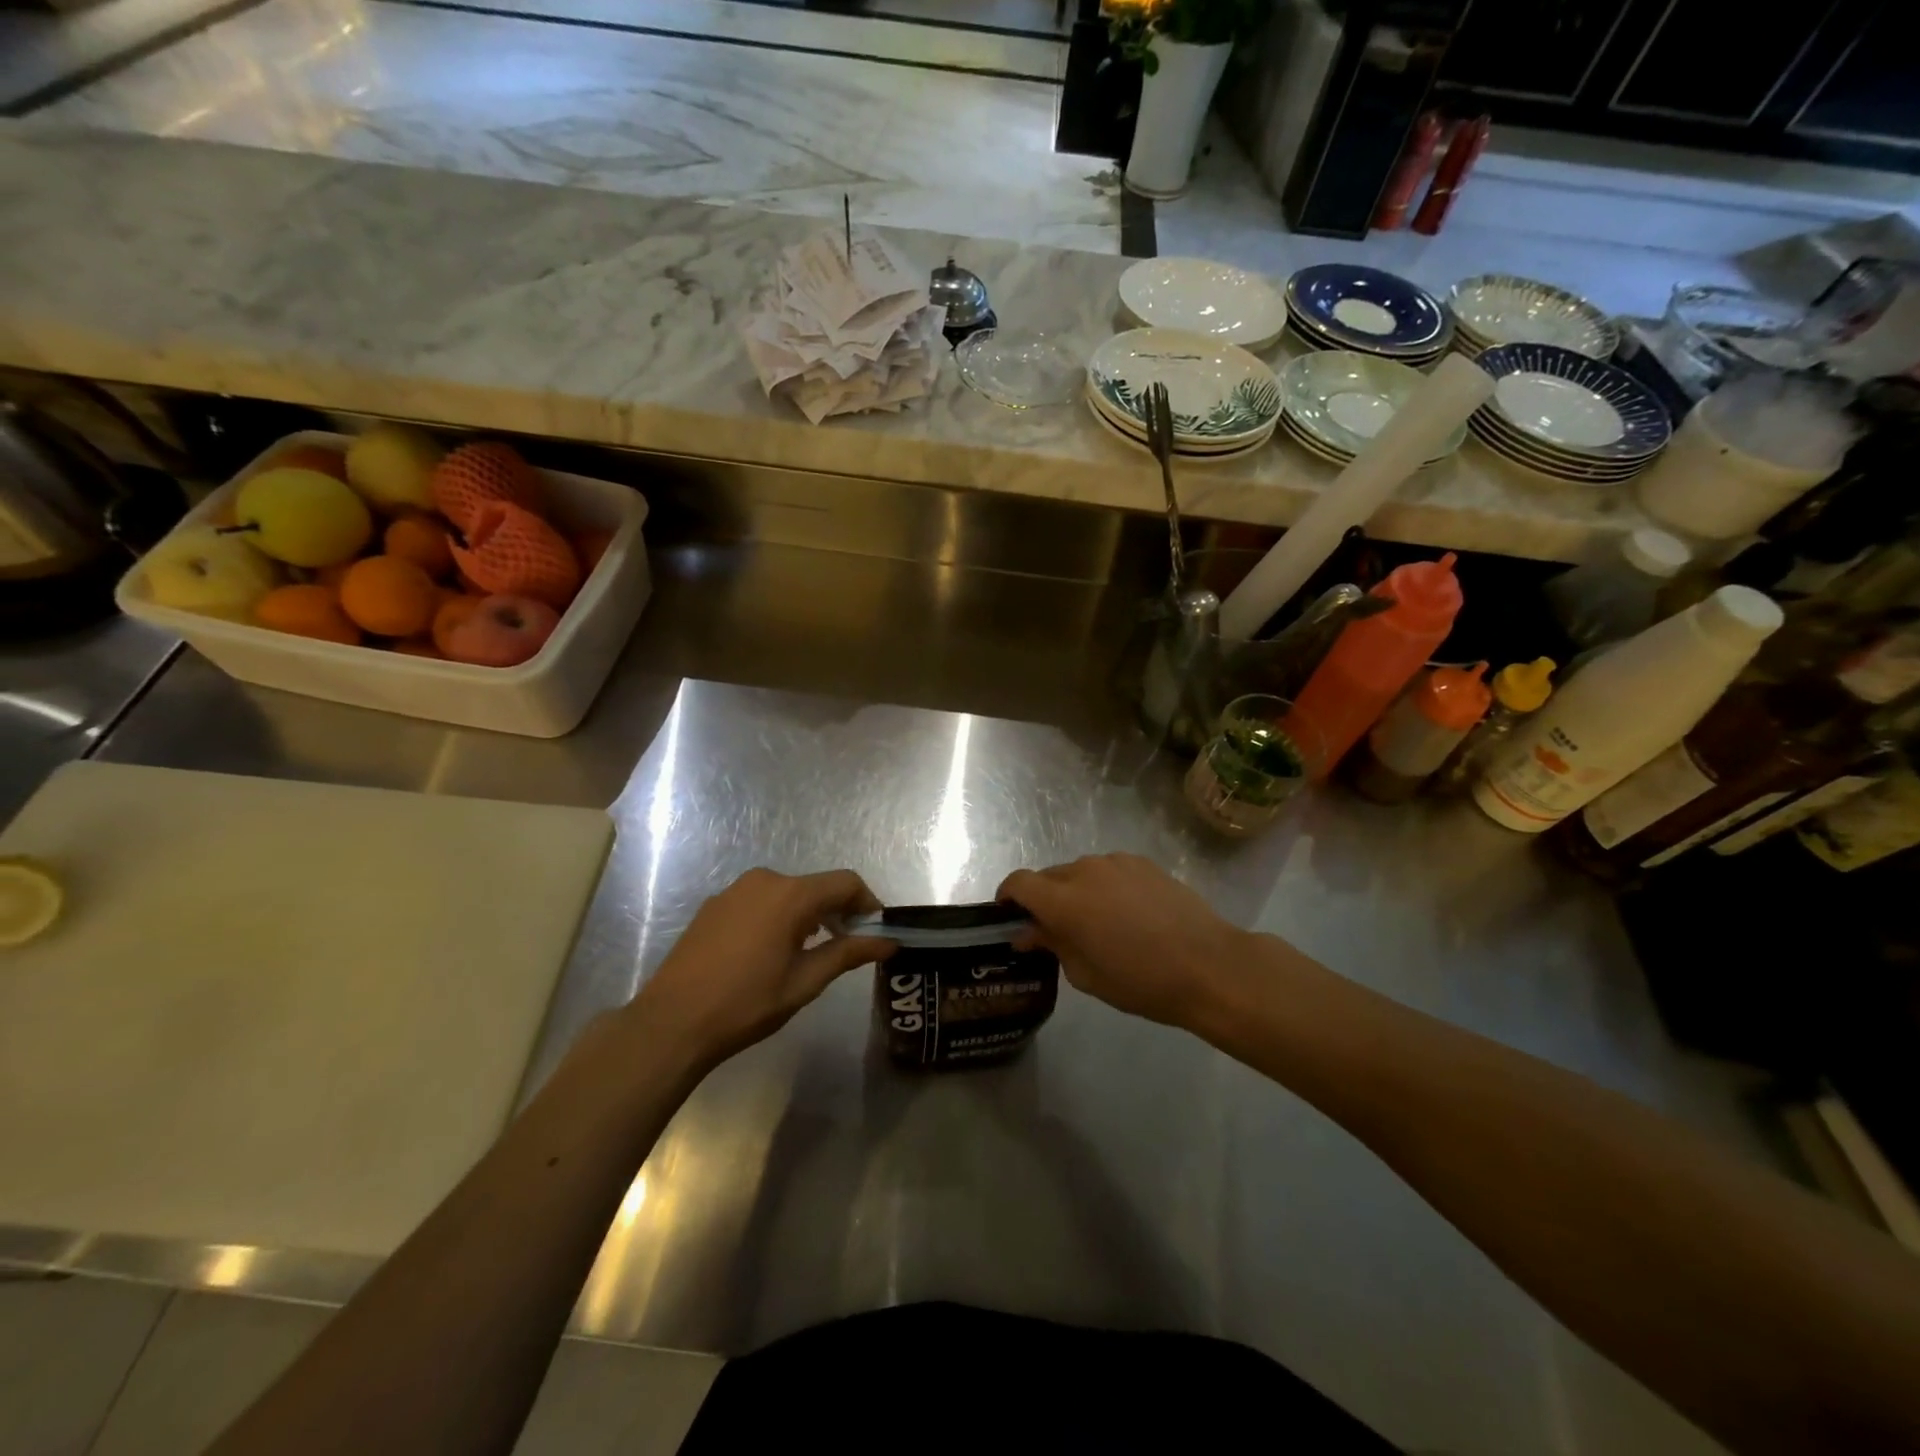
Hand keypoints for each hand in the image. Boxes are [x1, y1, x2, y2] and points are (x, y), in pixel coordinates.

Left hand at [629, 868, 894, 1073]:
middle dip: (837, 911)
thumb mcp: (805, 982)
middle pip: (816, 886)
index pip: (846, 883)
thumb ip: (848, 953)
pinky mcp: (714, 905)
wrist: (671, 1022)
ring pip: (787, 893)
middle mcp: (764, 880)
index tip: (875, 931)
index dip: (868, 903)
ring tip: (808, 953)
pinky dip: (777, 917)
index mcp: (790, 894)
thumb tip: (888, 941)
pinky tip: (769, 952)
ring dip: (807, 915)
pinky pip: (760, 901)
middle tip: (846, 946)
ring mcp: (734, 890)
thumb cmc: (746, 1003)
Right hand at [999, 854, 1246, 1029]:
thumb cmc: (1142, 981)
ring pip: (1080, 872)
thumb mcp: (1086, 974)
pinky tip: (1128, 914)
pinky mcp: (1143, 863)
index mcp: (1064, 901)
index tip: (1010, 916)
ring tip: (1099, 922)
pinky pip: (1109, 870)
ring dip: (1077, 892)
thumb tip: (1029, 932)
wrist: (1209, 965)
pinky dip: (1105, 886)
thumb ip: (1052, 945)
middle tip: (1057, 930)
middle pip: (1048, 877)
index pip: (1018, 883)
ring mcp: (1116, 862)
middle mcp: (1084, 871)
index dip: (1008, 897)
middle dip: (1044, 899)